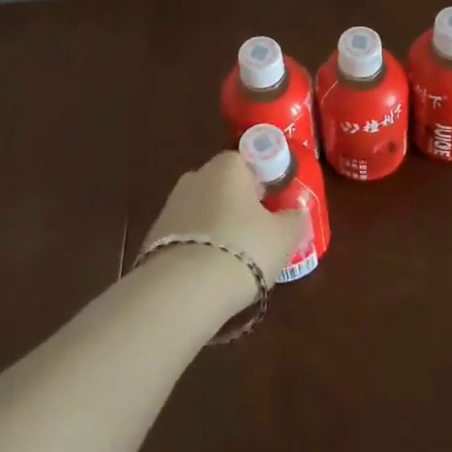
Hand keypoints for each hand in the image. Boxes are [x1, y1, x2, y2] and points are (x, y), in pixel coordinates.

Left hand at [143, 151, 308, 299]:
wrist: (182, 291)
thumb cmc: (243, 249)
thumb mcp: (283, 236)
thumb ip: (294, 219)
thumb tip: (296, 213)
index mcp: (228, 166)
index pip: (249, 160)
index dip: (265, 180)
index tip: (275, 205)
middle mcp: (196, 177)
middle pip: (225, 186)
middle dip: (240, 205)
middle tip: (260, 233)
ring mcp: (171, 206)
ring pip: (204, 211)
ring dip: (218, 228)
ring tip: (236, 259)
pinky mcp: (154, 237)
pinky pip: (188, 236)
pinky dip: (200, 248)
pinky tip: (210, 273)